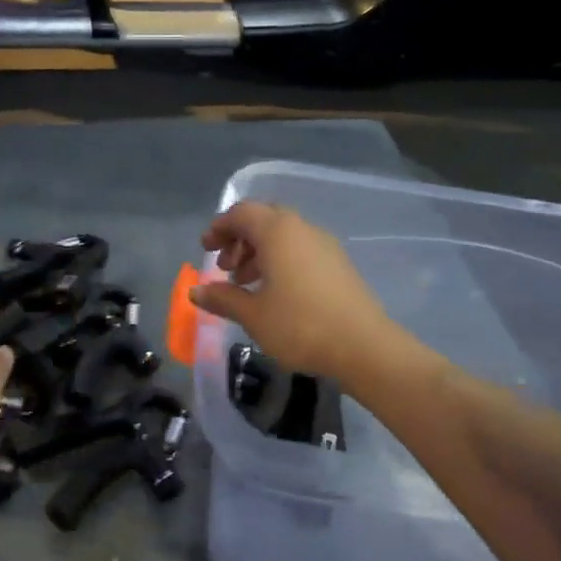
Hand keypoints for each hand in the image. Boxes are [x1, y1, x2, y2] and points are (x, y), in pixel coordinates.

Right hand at [190, 202, 402, 383]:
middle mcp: (302, 229)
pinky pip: (300, 250)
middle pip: (263, 220)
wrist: (364, 347)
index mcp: (278, 232)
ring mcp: (324, 245)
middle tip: (225, 267)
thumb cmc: (300, 325)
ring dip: (259, 252)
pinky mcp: (338, 264)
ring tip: (245, 283)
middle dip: (239, 239)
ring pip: (283, 236)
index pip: (242, 213)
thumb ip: (222, 298)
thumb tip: (195, 292)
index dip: (219, 227)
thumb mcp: (252, 315)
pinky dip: (280, 261)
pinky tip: (274, 293)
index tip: (205, 249)